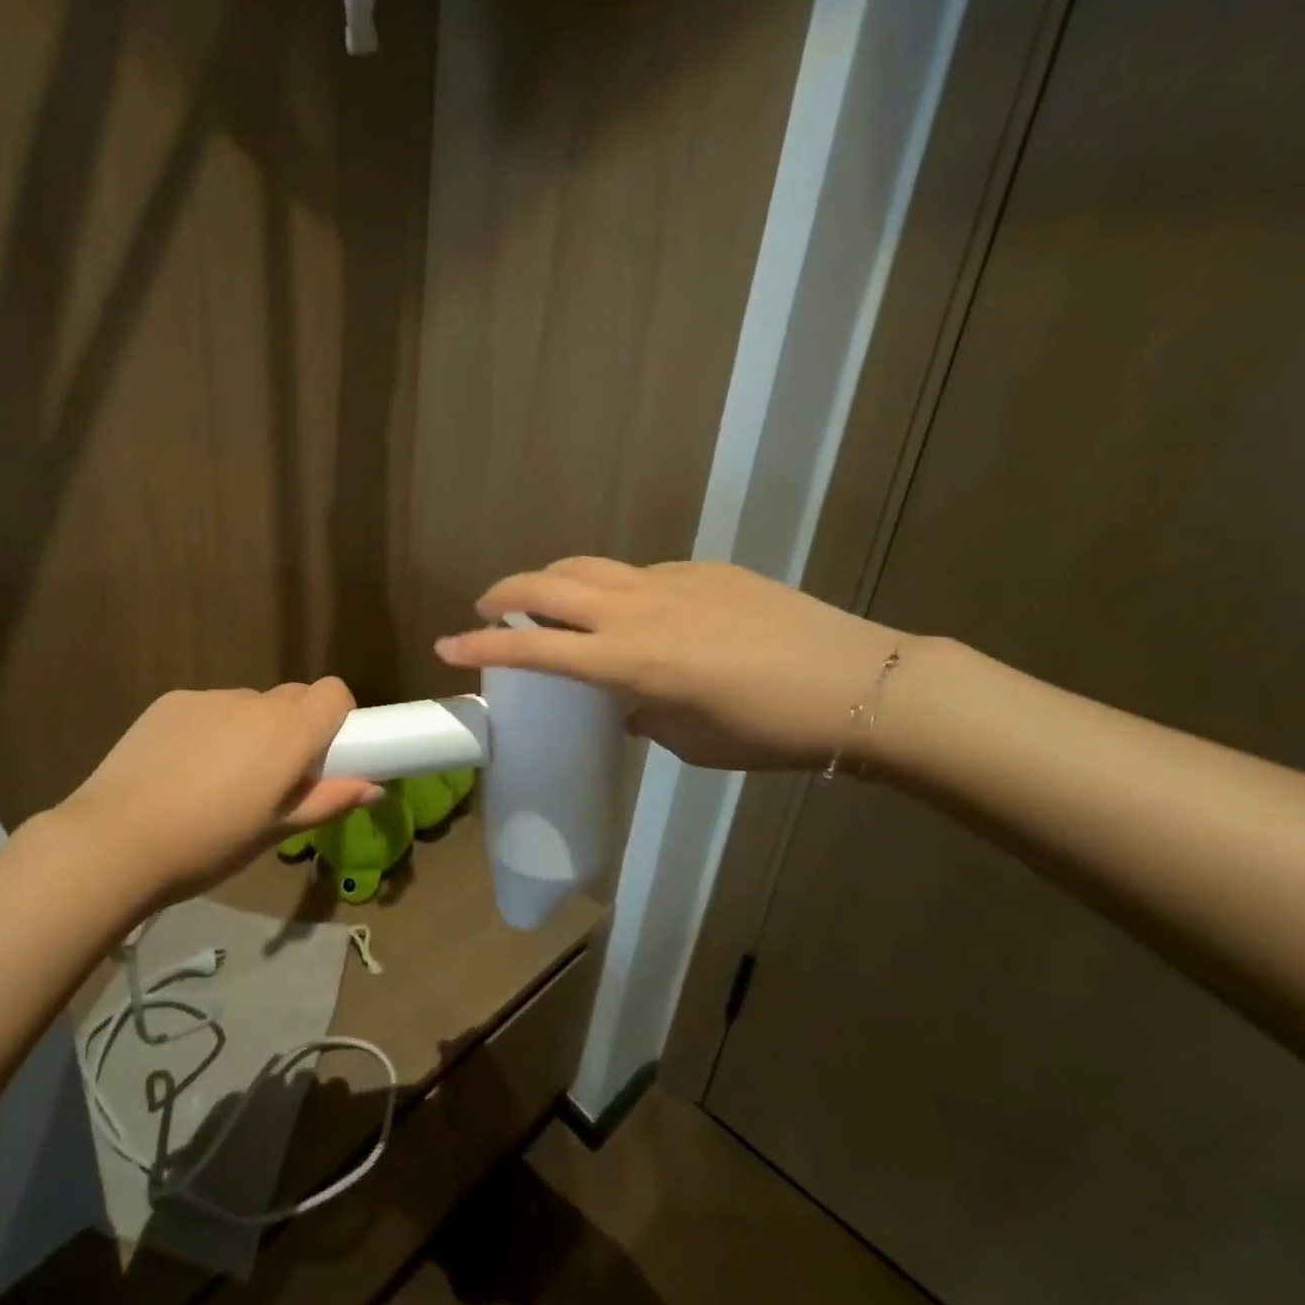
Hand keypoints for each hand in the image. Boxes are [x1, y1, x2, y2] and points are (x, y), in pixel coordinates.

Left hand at [50, 679, 382, 903]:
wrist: (116, 840)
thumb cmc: (209, 844)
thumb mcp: (275, 831)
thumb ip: (328, 801)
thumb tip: (375, 788)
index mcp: (289, 731)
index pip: (334, 692)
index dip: (336, 717)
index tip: (324, 753)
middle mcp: (254, 701)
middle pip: (292, 697)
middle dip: (294, 727)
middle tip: (273, 775)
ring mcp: (209, 697)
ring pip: (247, 705)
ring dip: (248, 730)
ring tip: (217, 779)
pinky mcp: (171, 701)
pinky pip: (208, 708)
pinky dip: (209, 729)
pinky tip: (180, 769)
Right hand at [434, 559, 903, 770]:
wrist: (859, 685)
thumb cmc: (767, 731)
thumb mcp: (687, 738)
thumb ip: (638, 711)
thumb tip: (619, 699)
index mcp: (629, 660)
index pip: (534, 650)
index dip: (482, 649)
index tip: (446, 647)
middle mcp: (637, 610)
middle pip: (548, 585)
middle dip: (504, 593)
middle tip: (485, 608)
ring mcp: (669, 581)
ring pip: (588, 566)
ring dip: (552, 580)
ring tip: (544, 601)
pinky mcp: (701, 570)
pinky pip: (637, 573)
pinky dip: (612, 588)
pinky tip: (634, 612)